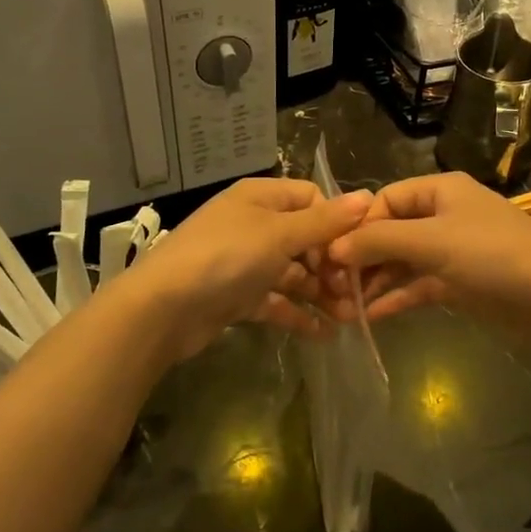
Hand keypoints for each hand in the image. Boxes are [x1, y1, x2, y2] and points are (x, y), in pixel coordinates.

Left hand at [119, 178, 370, 365]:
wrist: (162, 309)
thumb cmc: (225, 258)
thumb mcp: (279, 234)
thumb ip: (324, 221)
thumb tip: (367, 197)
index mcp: (261, 197)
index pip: (311, 199)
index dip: (336, 223)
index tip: (355, 252)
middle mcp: (253, 224)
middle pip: (304, 238)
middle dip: (331, 265)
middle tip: (354, 294)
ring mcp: (244, 262)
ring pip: (292, 273)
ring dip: (320, 293)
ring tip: (348, 318)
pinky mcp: (236, 296)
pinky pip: (275, 301)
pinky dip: (297, 315)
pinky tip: (325, 334)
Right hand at [324, 173, 530, 331]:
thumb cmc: (492, 254)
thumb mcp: (432, 241)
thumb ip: (380, 241)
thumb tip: (334, 248)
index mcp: (439, 190)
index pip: (385, 200)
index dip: (358, 226)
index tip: (331, 256)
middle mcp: (442, 215)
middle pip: (390, 231)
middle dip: (362, 257)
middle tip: (332, 285)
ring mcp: (450, 250)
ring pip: (401, 261)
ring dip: (374, 280)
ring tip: (344, 304)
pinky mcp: (458, 282)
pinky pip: (417, 285)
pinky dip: (395, 297)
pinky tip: (369, 316)